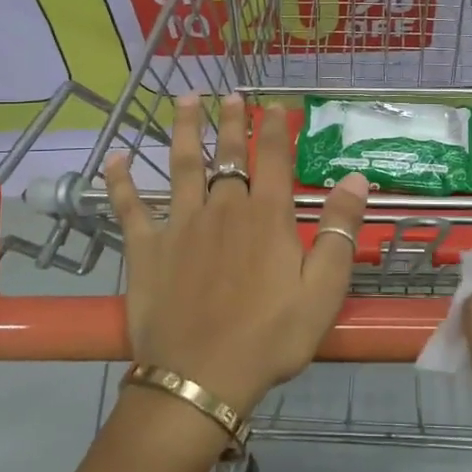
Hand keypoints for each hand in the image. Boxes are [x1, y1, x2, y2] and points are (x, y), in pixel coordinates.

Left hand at [107, 94, 369, 414]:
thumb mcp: (323, 289)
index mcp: (266, 216)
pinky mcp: (146, 249)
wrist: (200, 378)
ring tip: (184, 99)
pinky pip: (130, 207)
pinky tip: (116, 159)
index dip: (274, 128)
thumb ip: (338, 231)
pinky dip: (121, 182)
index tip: (274, 105)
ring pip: (182, 166)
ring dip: (184, 130)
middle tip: (230, 93)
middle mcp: (222, 208)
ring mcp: (180, 225)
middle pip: (227, 154)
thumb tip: (356, 178)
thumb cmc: (270, 337)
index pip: (273, 158)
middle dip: (230, 121)